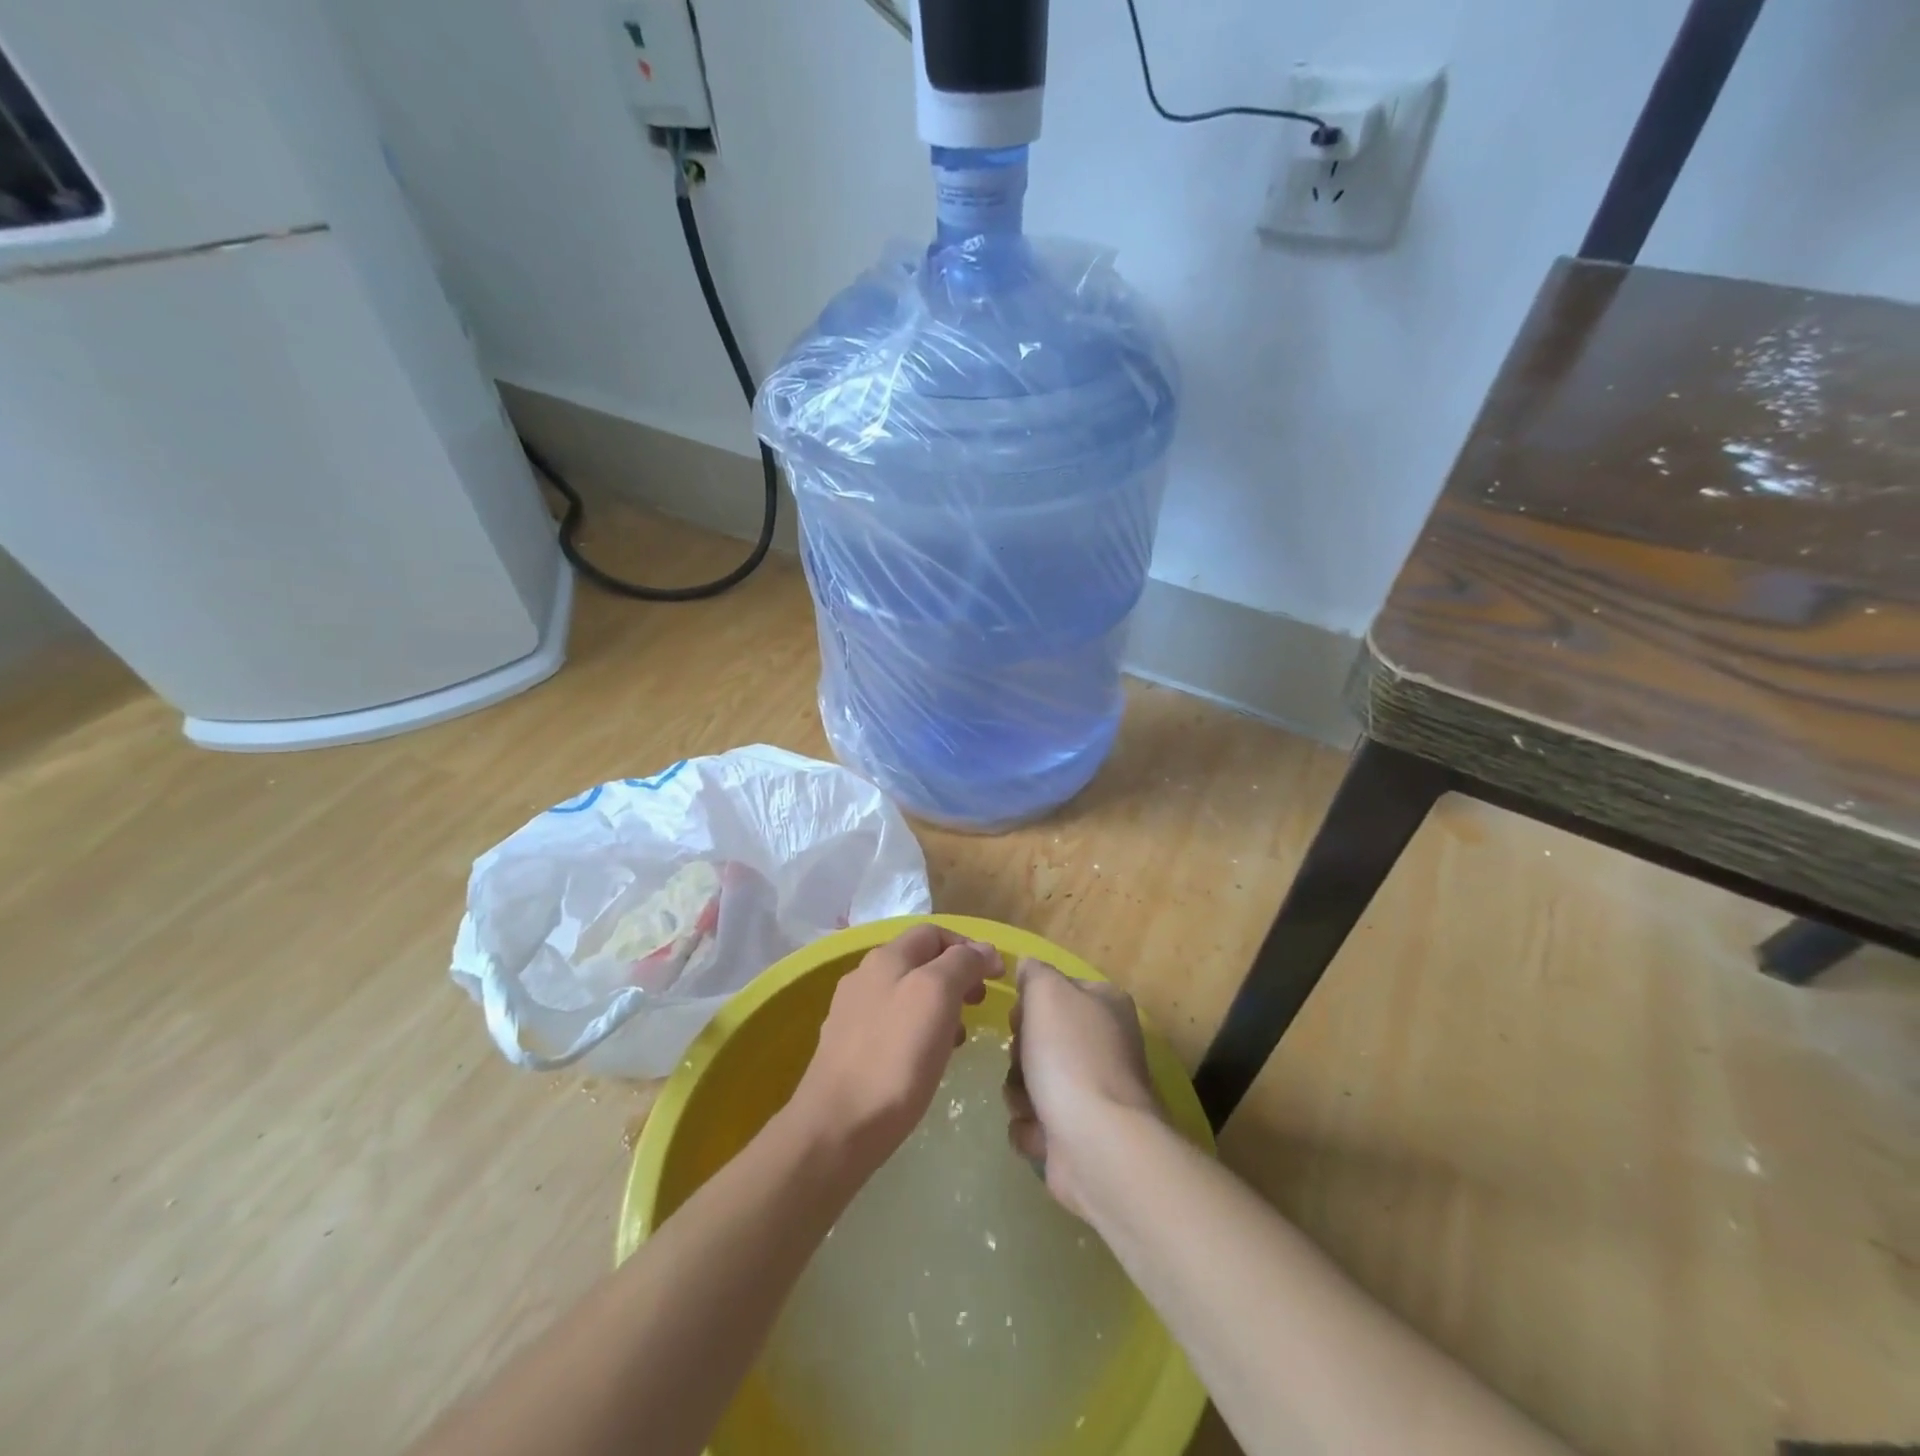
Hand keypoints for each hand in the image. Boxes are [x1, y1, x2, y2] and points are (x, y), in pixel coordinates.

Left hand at [786, 925, 1000, 1171]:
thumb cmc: (895, 1057)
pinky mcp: (848, 1048)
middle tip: (979, 1004)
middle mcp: (865, 976)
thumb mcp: (936, 996)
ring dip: (940, 1006)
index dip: (968, 946)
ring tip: (960, 1035)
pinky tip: (929, 1059)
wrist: (837, 1127)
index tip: (996, 975)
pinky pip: (893, 1026)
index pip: (933, 933)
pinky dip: (919, 1031)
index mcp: (886, 958)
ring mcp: (853, 1013)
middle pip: (919, 961)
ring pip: (907, 994)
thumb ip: (961, 964)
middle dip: (956, 976)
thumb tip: (983, 949)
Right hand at [1004, 958, 1160, 1216]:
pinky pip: (1034, 1121)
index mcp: (1105, 1005)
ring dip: (1020, 1091)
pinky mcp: (1078, 1134)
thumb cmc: (1071, 1056)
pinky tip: (1041, 1132)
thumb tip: (1028, 967)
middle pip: (1039, 1037)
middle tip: (1025, 1061)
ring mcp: (1093, 1092)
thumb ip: (1034, 973)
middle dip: (1020, 1053)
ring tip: (1032, 1103)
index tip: (1021, 1016)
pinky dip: (1030, 1127)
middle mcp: (1104, 1044)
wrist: (1097, 1142)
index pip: (1057, 990)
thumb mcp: (1047, 992)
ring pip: (1030, 1080)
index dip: (1031, 1003)